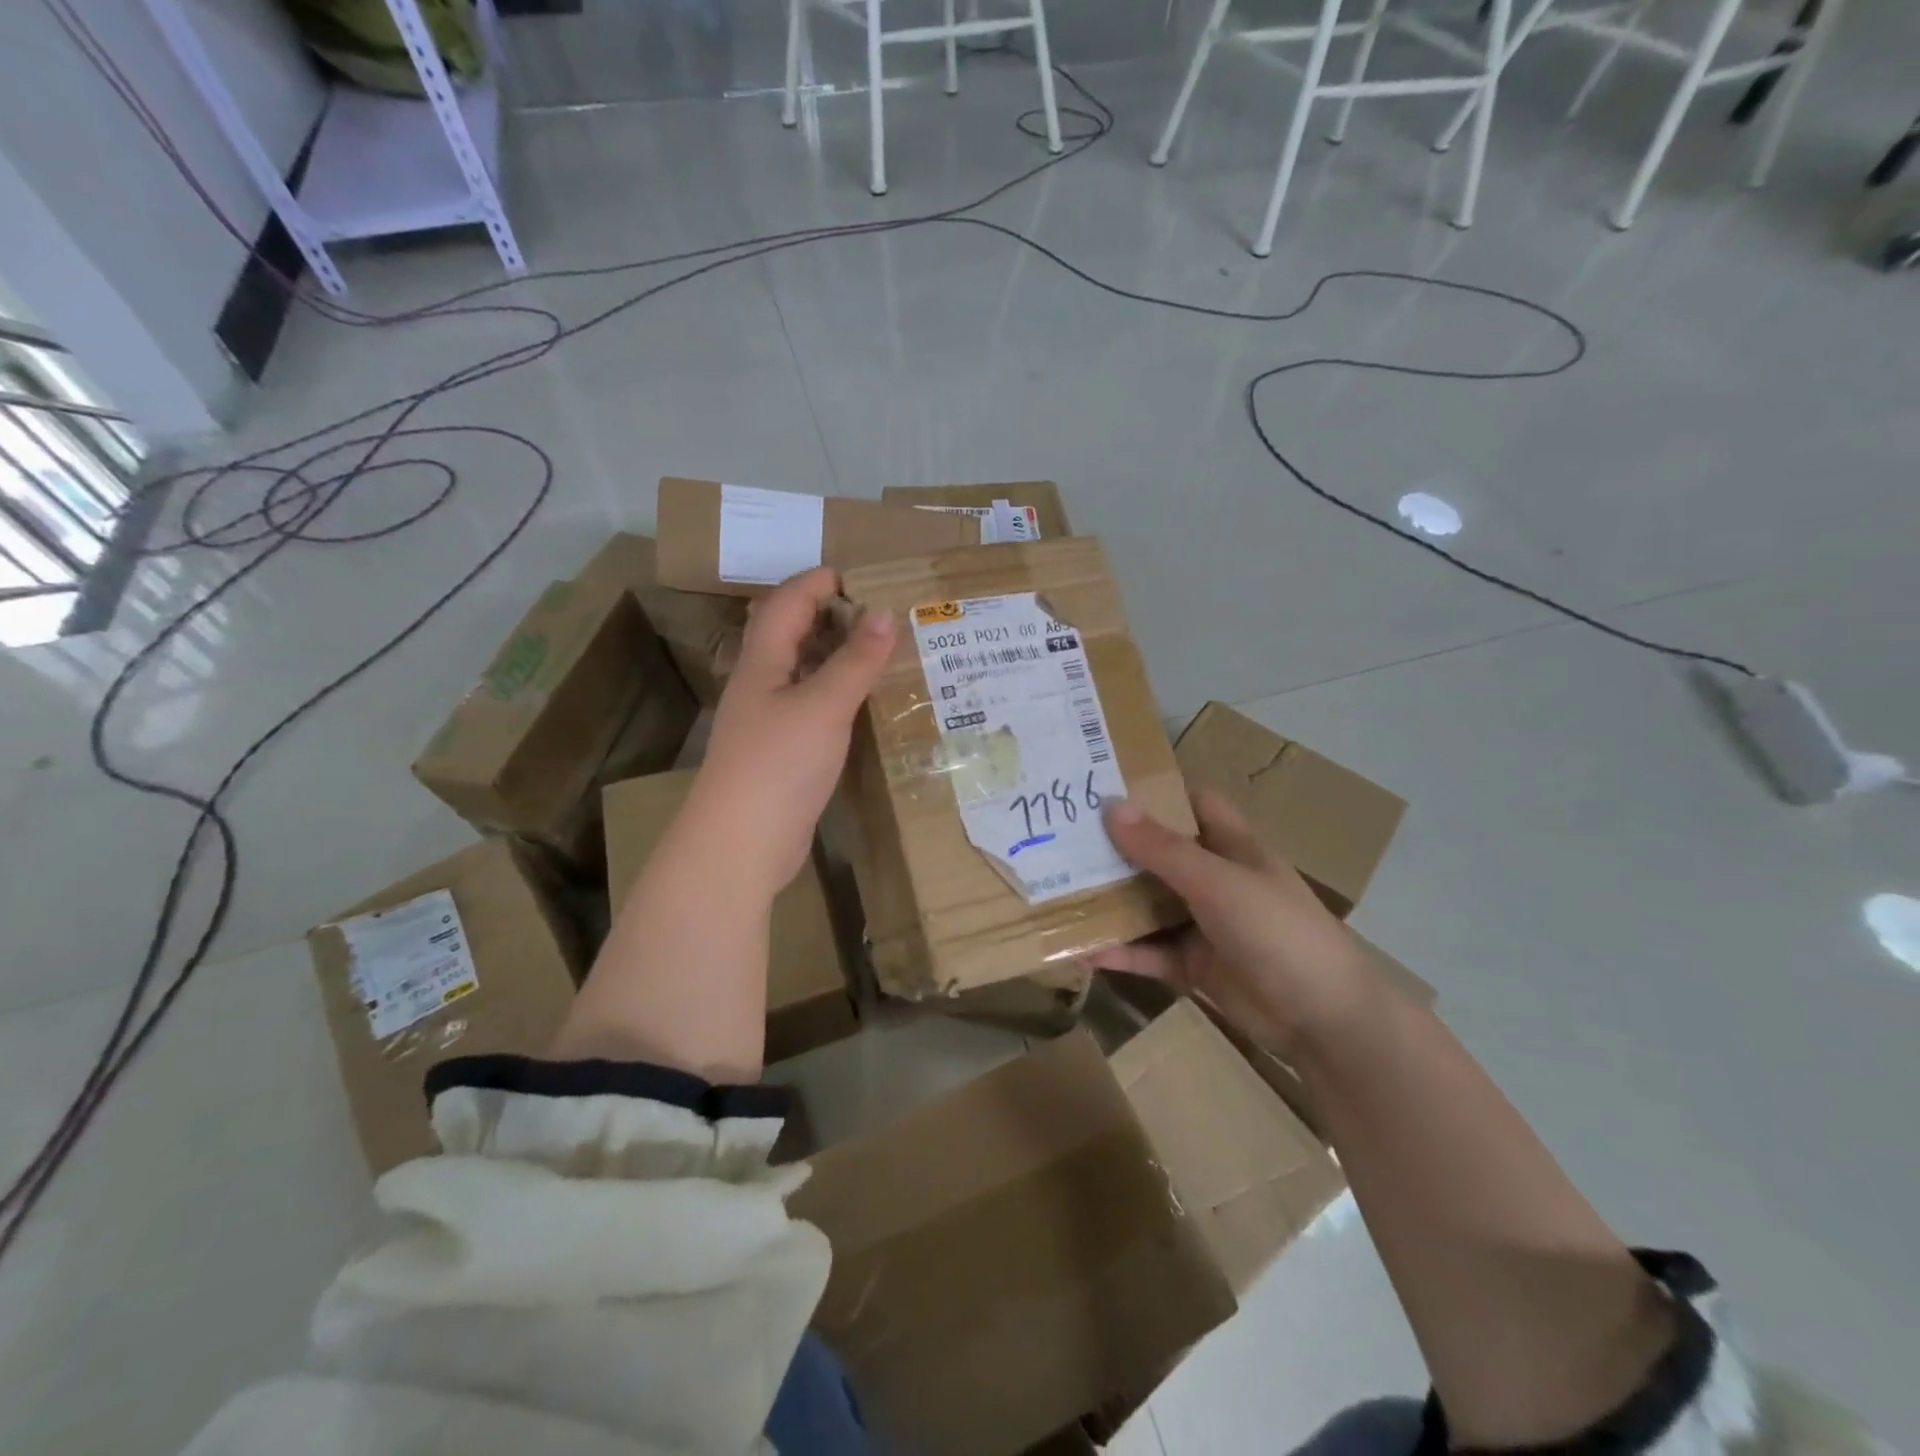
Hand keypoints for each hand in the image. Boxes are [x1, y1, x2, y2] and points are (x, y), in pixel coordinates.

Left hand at [694, 567, 896, 894]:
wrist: (740, 844)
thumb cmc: (778, 765)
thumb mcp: (824, 706)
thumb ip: (856, 661)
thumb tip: (885, 613)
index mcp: (762, 663)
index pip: (786, 604)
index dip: (817, 582)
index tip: (859, 576)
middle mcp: (760, 686)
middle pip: (789, 634)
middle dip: (827, 615)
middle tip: (876, 613)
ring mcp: (768, 722)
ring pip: (801, 672)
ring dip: (834, 655)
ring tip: (877, 651)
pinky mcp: (780, 754)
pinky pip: (811, 708)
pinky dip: (836, 695)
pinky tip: (862, 705)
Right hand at [1087, 792, 1377, 1058]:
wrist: (1324, 1019)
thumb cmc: (1277, 931)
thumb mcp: (1218, 883)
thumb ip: (1163, 849)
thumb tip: (1111, 806)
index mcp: (1231, 846)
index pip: (1193, 803)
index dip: (1157, 792)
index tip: (1105, 785)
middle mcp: (1215, 879)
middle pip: (1160, 854)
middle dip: (1117, 847)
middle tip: (1060, 837)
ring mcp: (1203, 924)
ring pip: (1149, 904)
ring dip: (1111, 902)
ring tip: (1057, 891)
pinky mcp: (1195, 965)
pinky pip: (1149, 952)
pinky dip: (1120, 951)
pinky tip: (1081, 951)